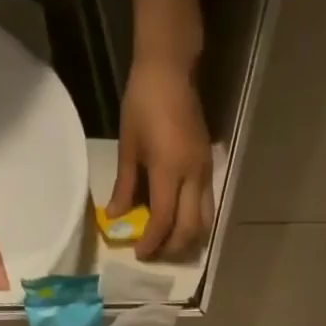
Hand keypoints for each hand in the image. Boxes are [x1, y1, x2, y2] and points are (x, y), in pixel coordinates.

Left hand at [108, 57, 213, 261]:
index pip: (163, 220)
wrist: (171, 70)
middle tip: (155, 254)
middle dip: (172, 248)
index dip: (152, 242)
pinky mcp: (210, 169)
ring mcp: (205, 174)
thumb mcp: (128, 145)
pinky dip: (195, 224)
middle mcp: (193, 177)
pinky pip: (208, 208)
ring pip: (205, 223)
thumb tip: (116, 218)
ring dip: (188, 240)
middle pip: (189, 230)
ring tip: (170, 244)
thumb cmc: (143, 103)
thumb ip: (124, 186)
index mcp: (169, 170)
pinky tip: (180, 224)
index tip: (140, 254)